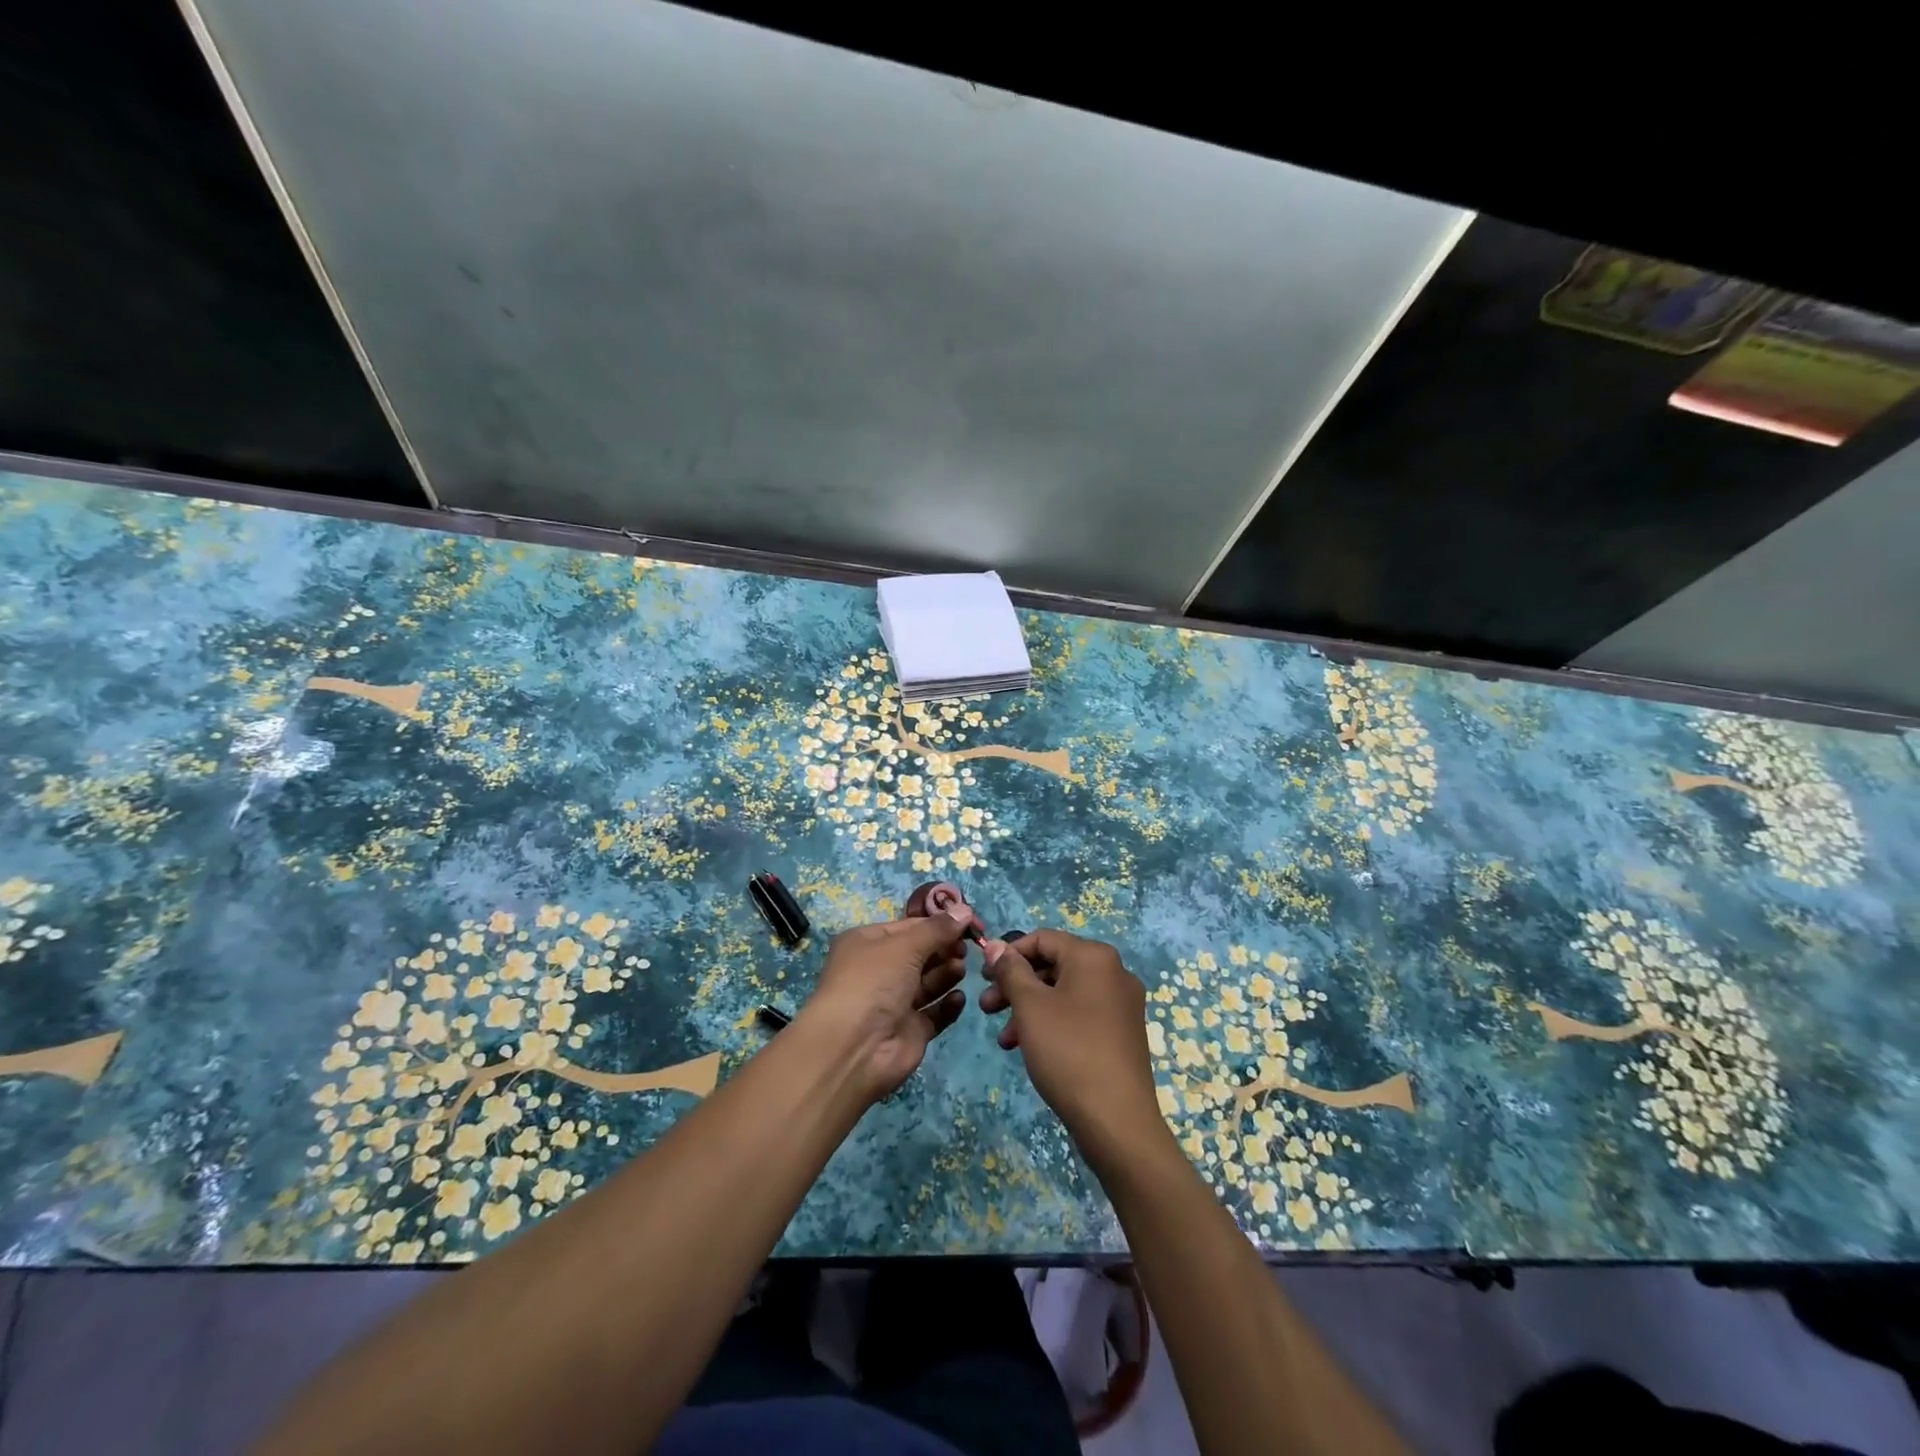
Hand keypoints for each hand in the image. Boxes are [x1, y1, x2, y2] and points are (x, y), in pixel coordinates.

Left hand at [794, 908, 970, 1103]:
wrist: (854, 1048)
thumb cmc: (873, 982)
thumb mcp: (905, 945)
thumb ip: (938, 929)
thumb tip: (966, 909)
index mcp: (868, 943)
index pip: (909, 927)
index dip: (938, 924)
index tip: (968, 922)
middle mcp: (880, 971)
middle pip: (921, 954)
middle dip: (944, 949)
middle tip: (966, 948)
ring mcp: (895, 1003)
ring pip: (929, 983)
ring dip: (947, 973)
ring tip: (960, 969)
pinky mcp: (910, 1031)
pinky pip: (935, 1013)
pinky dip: (948, 1005)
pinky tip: (959, 998)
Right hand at [979, 930, 1169, 1170]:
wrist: (1117, 1121)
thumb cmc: (1068, 1051)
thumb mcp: (1030, 1006)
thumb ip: (1010, 971)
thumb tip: (996, 945)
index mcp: (1094, 956)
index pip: (1043, 939)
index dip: (1009, 954)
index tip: (983, 976)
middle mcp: (1114, 972)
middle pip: (1054, 965)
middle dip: (1016, 985)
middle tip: (986, 1007)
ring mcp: (1121, 1004)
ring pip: (1064, 993)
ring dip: (1029, 1008)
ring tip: (1003, 1037)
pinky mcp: (1122, 1033)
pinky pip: (1079, 1015)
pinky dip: (1051, 1023)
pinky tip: (1028, 1049)